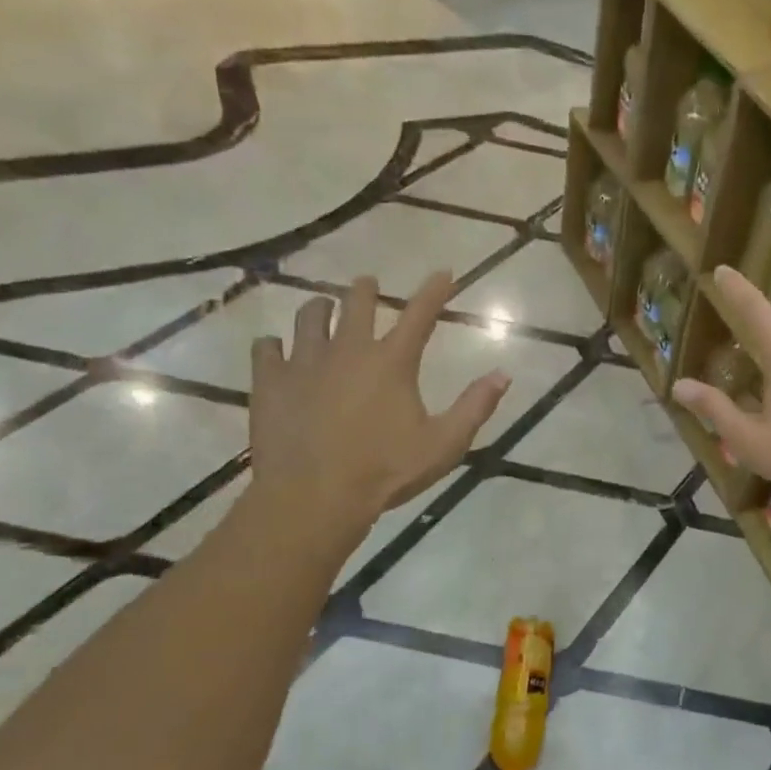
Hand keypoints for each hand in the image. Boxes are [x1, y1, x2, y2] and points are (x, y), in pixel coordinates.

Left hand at [246, 272, 508, 535]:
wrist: (313, 497)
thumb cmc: (386, 471)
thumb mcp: (444, 444)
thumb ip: (475, 407)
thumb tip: (503, 374)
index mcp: (392, 362)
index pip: (419, 314)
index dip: (434, 290)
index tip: (443, 272)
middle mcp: (348, 350)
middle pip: (356, 302)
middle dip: (365, 288)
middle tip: (368, 283)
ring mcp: (304, 363)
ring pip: (309, 317)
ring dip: (320, 309)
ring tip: (322, 309)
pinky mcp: (270, 382)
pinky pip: (267, 348)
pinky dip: (275, 345)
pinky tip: (277, 350)